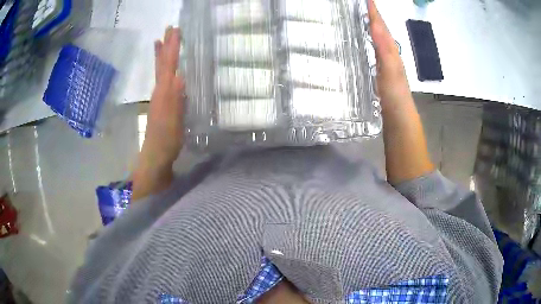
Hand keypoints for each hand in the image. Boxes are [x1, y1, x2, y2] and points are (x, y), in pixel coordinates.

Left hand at [141, 27, 184, 168]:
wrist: (156, 156)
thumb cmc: (166, 141)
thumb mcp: (173, 122)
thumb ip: (176, 100)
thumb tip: (180, 77)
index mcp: (164, 93)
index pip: (168, 65)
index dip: (172, 48)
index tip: (176, 30)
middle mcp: (160, 91)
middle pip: (162, 64)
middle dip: (166, 45)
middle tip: (170, 28)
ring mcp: (159, 97)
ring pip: (160, 71)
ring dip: (161, 54)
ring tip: (160, 41)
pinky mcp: (161, 103)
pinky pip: (161, 80)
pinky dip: (162, 69)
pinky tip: (167, 68)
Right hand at [367, 0, 411, 112]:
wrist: (399, 117)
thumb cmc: (395, 95)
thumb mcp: (391, 70)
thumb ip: (384, 48)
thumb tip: (374, 25)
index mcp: (390, 50)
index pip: (380, 26)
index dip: (373, 12)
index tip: (366, 0)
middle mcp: (388, 53)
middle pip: (379, 29)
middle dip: (370, 15)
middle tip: (359, 5)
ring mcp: (384, 62)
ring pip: (376, 39)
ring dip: (369, 26)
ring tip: (358, 16)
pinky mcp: (378, 71)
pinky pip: (373, 50)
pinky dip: (367, 41)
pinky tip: (362, 42)